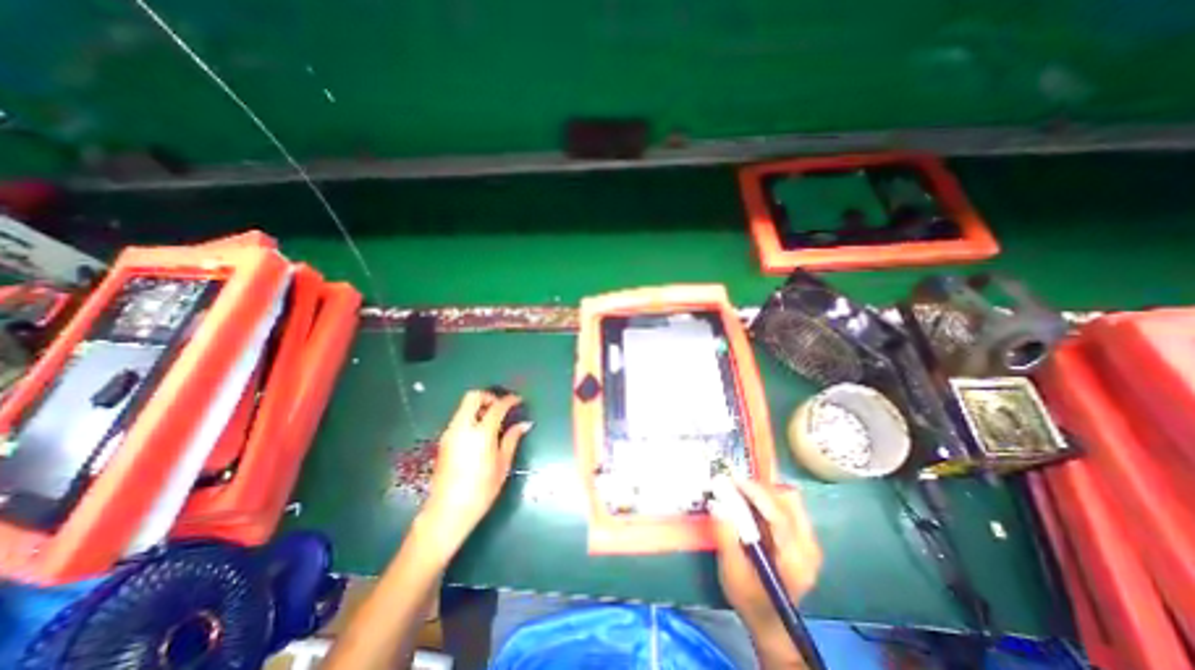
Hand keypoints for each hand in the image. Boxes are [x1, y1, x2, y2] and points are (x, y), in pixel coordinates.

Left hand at [419, 389, 532, 551]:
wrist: (447, 512)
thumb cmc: (481, 490)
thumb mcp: (502, 465)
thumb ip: (512, 439)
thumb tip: (524, 424)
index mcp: (480, 433)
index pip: (496, 406)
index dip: (509, 400)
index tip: (518, 400)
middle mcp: (462, 428)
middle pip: (473, 397)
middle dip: (489, 396)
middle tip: (501, 407)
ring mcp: (450, 433)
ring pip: (464, 406)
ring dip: (479, 406)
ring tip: (494, 420)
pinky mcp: (444, 441)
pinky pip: (459, 418)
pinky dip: (471, 416)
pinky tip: (481, 432)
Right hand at [706, 482, 823, 631]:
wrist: (770, 622)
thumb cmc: (749, 599)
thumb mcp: (732, 571)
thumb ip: (726, 537)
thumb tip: (718, 504)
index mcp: (794, 559)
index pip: (779, 515)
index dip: (756, 493)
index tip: (733, 480)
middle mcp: (809, 547)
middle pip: (788, 502)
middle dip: (759, 489)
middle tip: (734, 485)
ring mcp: (809, 542)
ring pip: (788, 501)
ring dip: (763, 492)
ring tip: (740, 492)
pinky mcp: (803, 539)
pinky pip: (787, 507)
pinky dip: (767, 500)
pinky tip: (750, 504)